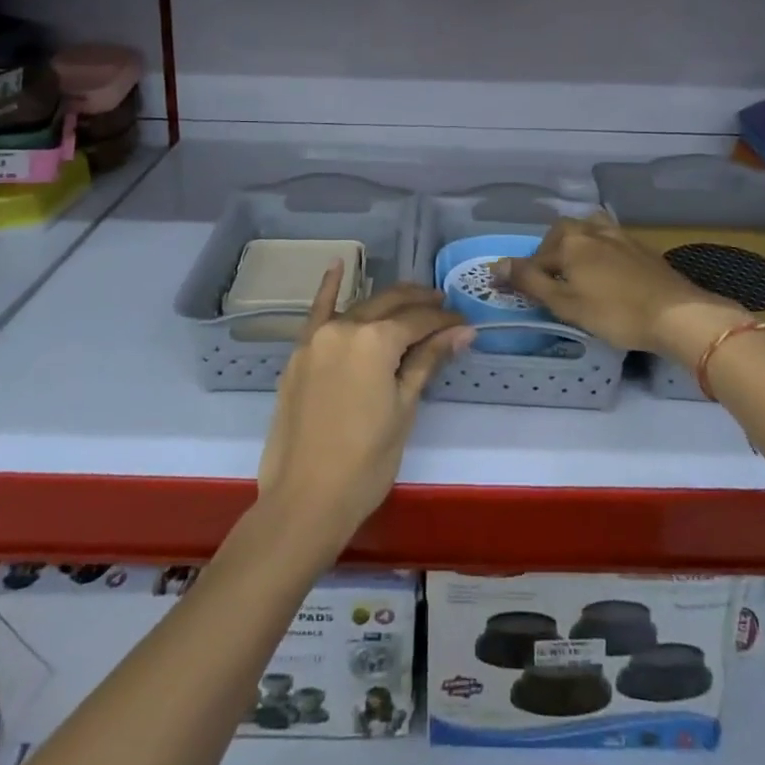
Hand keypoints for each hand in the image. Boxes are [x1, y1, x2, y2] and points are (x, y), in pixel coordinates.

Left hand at [257, 268, 470, 554]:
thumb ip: (428, 361)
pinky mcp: (299, 353)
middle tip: (445, 308)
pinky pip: (316, 312)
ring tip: (413, 300)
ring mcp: (317, 337)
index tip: (465, 326)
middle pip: (391, 304)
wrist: (304, 500)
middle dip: (421, 304)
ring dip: (388, 301)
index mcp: (375, 339)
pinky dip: (328, 288)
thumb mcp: (404, 409)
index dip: (446, 322)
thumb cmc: (365, 461)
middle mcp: (345, 326)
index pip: (420, 320)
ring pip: (360, 306)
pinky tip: (337, 264)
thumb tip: (463, 331)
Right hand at [499, 214, 745, 359]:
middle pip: (561, 234)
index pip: (535, 257)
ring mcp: (620, 236)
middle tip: (549, 279)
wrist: (677, 314)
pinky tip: (606, 271)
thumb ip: (530, 282)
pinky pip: (610, 241)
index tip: (514, 291)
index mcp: (570, 241)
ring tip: (576, 269)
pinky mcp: (641, 248)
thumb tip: (497, 265)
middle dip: (550, 253)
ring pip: (588, 231)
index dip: (522, 275)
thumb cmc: (615, 312)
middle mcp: (592, 230)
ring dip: (577, 246)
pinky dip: (599, 251)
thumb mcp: (565, 303)